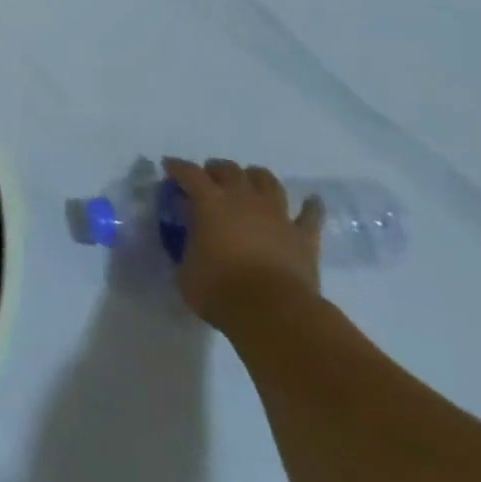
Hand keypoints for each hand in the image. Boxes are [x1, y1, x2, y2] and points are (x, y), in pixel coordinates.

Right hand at [164, 157, 321, 334]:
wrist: (275, 314)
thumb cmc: (221, 291)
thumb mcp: (186, 270)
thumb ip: (187, 247)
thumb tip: (192, 236)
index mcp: (209, 202)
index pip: (189, 173)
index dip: (177, 167)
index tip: (169, 166)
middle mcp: (243, 199)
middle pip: (230, 169)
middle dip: (216, 170)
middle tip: (209, 179)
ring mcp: (277, 215)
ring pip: (267, 181)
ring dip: (256, 178)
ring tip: (250, 183)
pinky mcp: (304, 237)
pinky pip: (311, 215)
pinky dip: (310, 206)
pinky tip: (311, 202)